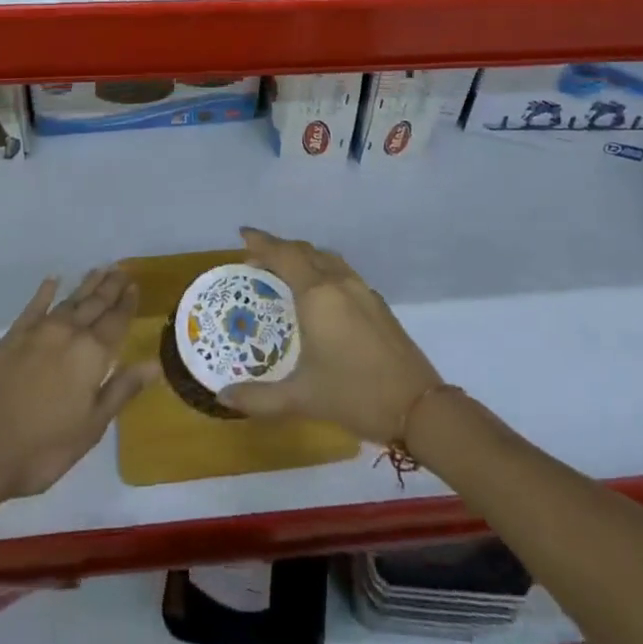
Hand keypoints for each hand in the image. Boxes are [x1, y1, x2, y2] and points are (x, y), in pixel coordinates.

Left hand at [0, 267, 157, 499]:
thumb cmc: (44, 447)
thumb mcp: (91, 427)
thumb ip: (121, 390)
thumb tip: (154, 363)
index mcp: (92, 355)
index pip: (116, 321)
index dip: (126, 303)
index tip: (134, 285)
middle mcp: (68, 333)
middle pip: (94, 304)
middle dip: (110, 287)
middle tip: (121, 269)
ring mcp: (38, 332)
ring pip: (69, 300)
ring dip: (86, 285)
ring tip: (99, 270)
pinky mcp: (12, 337)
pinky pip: (34, 306)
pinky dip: (45, 291)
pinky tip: (53, 280)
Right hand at [218, 227, 443, 443]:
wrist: (419, 407)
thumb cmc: (354, 395)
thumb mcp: (301, 399)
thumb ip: (259, 398)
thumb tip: (223, 397)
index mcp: (317, 295)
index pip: (283, 255)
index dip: (262, 243)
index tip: (243, 235)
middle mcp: (339, 283)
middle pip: (305, 251)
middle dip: (279, 249)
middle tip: (256, 259)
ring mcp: (362, 291)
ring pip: (326, 258)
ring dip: (303, 256)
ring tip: (285, 271)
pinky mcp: (377, 304)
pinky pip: (342, 272)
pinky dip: (322, 269)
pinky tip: (319, 294)